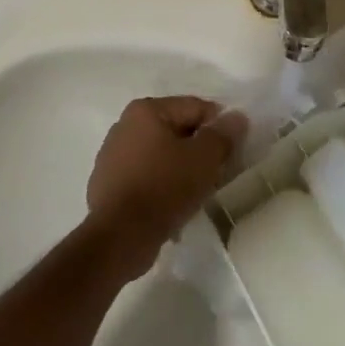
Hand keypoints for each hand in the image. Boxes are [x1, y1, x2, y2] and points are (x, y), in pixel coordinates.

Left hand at [85, 97, 244, 277]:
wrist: (121, 237)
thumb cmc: (165, 187)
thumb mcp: (204, 158)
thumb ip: (224, 134)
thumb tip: (236, 117)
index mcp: (146, 110)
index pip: (196, 108)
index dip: (220, 127)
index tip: (233, 152)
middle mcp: (124, 126)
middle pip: (177, 130)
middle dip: (200, 149)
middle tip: (218, 173)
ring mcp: (112, 157)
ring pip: (162, 155)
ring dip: (182, 169)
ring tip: (197, 192)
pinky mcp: (108, 186)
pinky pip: (147, 177)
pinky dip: (163, 186)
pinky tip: (174, 205)